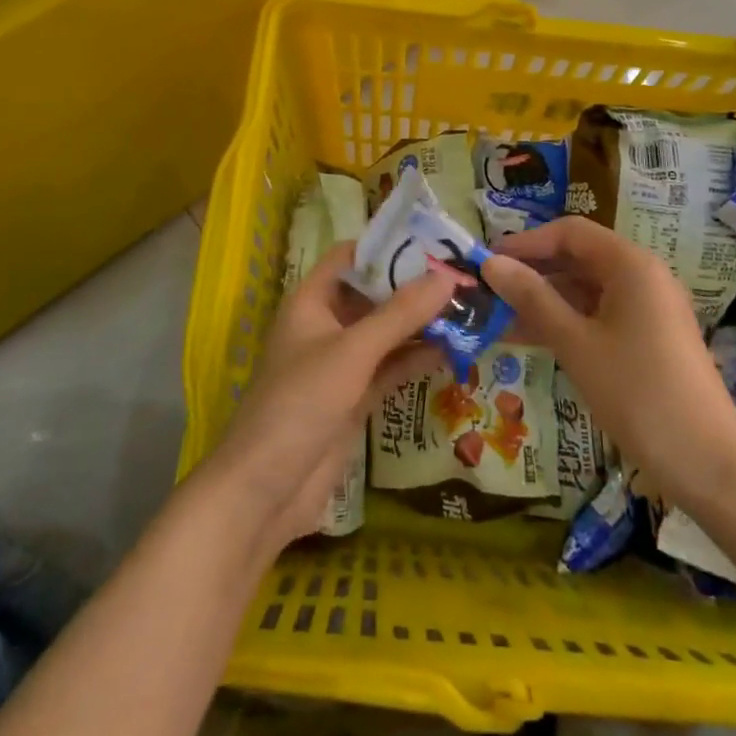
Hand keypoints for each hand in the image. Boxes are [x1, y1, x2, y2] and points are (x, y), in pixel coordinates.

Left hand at [204, 242, 452, 553]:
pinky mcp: (354, 399)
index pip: (351, 258)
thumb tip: (448, 276)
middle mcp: (326, 326)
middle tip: (464, 278)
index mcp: (311, 301)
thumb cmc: (301, 403)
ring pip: (386, 333)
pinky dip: (416, 359)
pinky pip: (390, 368)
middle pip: (373, 295)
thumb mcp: (353, 351)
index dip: (388, 247)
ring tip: (469, 310)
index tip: (434, 243)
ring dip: (421, 324)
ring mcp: (341, 364)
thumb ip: (400, 314)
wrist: (266, 492)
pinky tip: (454, 350)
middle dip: (414, 288)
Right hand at [483, 218, 735, 498]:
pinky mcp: (648, 339)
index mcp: (630, 264)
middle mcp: (642, 276)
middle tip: (488, 290)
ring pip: (585, 290)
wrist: (710, 467)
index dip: (526, 242)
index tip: (487, 261)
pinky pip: (598, 315)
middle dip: (532, 272)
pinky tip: (529, 339)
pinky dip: (565, 322)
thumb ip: (532, 298)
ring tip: (496, 317)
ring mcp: (647, 309)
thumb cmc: (639, 393)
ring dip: (543, 300)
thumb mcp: (576, 343)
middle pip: (577, 258)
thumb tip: (490, 264)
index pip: (569, 232)